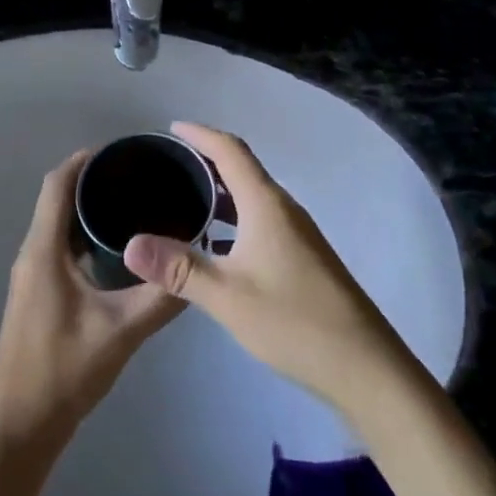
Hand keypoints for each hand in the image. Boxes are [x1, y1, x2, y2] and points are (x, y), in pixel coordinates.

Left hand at [0, 150, 185, 450]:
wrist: (20, 427)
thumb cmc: (63, 372)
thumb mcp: (120, 332)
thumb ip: (161, 298)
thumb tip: (199, 265)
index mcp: (43, 250)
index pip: (57, 185)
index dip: (85, 160)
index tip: (122, 151)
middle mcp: (32, 254)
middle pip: (58, 199)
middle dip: (94, 181)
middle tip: (140, 176)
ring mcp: (32, 276)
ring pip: (59, 225)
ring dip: (88, 209)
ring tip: (135, 204)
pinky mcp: (38, 295)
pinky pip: (60, 248)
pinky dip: (85, 236)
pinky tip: (118, 251)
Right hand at [122, 123, 412, 409]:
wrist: (364, 367)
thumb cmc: (294, 321)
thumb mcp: (227, 296)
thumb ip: (178, 268)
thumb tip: (130, 245)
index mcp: (266, 204)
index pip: (230, 150)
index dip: (200, 134)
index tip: (171, 128)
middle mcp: (283, 209)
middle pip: (242, 168)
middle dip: (206, 159)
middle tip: (168, 165)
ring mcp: (296, 234)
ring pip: (251, 197)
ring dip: (220, 191)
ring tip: (183, 198)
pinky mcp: (302, 257)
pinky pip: (260, 219)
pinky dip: (233, 218)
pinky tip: (214, 244)